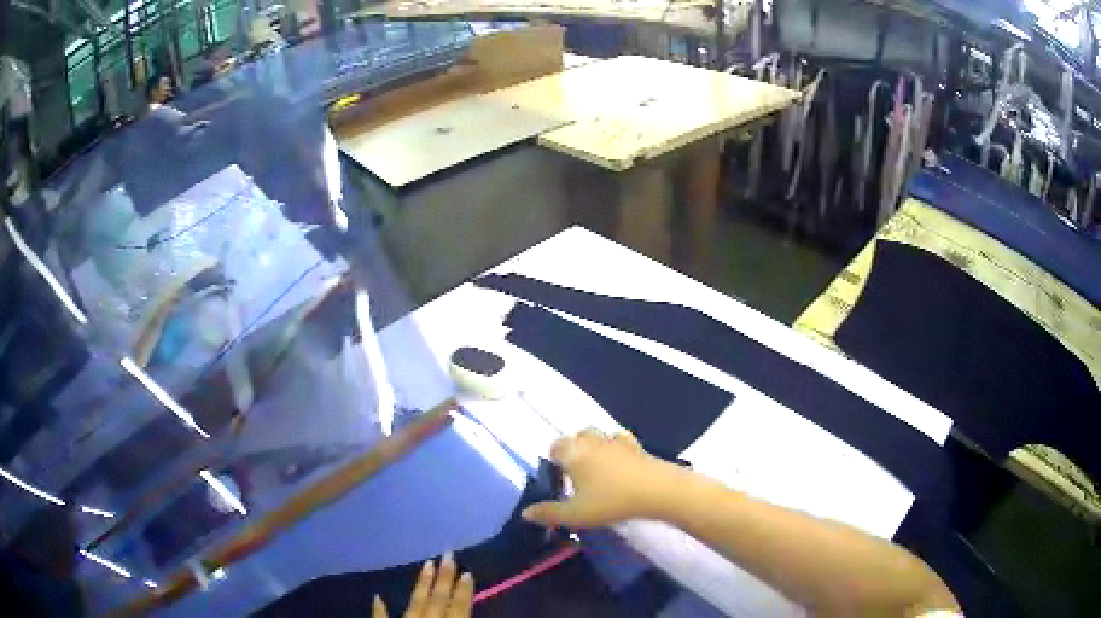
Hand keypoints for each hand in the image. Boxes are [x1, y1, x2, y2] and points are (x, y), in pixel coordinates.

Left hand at [372, 553, 473, 617]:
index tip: (467, 571)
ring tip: (427, 563)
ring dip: (421, 584)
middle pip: (437, 598)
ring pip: (414, 601)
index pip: (458, 606)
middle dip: (444, 577)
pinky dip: (380, 608)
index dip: (463, 590)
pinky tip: (378, 596)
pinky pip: (381, 617)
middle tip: (448, 554)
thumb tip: (470, 610)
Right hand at [521, 428, 681, 528]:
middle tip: (576, 476)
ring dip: (593, 447)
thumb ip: (548, 513)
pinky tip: (619, 463)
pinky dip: (616, 448)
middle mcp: (592, 440)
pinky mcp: (637, 446)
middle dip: (573, 451)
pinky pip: (620, 440)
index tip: (558, 481)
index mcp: (573, 452)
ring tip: (596, 469)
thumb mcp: (575, 514)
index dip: (553, 462)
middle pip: (576, 437)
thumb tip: (525, 513)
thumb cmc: (611, 501)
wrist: (657, 490)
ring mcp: (616, 441)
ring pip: (598, 436)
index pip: (555, 447)